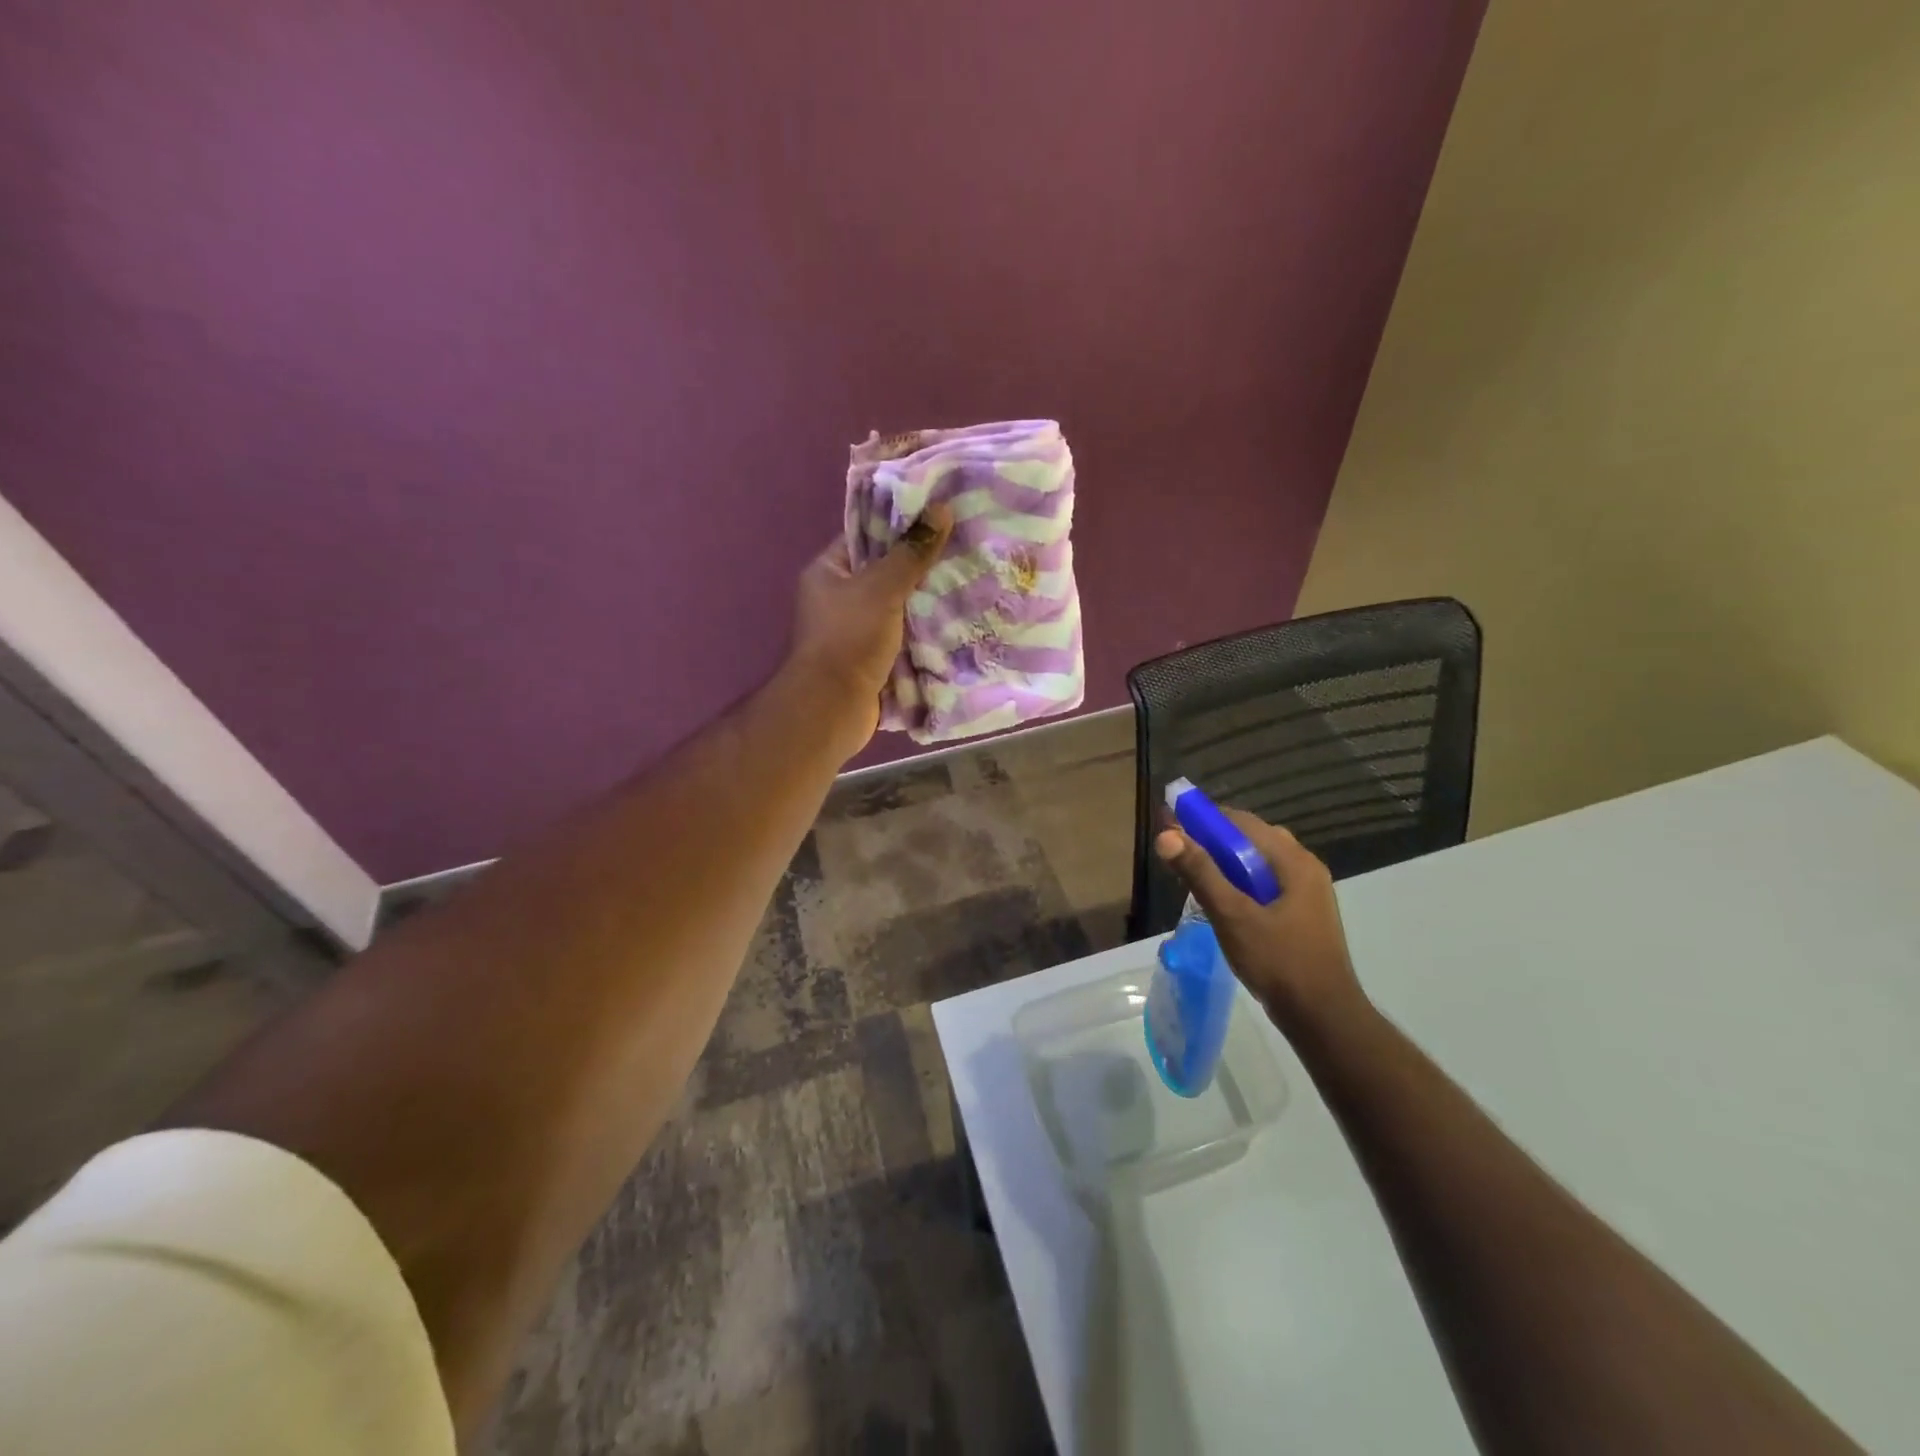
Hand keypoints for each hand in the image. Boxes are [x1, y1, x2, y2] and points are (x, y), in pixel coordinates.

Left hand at [788, 503, 953, 753]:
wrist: (833, 708)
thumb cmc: (849, 639)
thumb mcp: (882, 588)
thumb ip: (911, 552)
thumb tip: (941, 509)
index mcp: (828, 571)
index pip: (866, 535)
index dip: (901, 524)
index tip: (940, 516)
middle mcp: (838, 598)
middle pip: (885, 572)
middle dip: (922, 565)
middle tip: (964, 548)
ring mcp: (855, 631)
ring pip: (898, 606)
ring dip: (927, 601)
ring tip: (969, 579)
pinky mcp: (872, 659)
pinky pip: (903, 636)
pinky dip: (925, 631)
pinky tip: (958, 620)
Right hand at [1155, 810, 1370, 1038]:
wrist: (1322, 1017)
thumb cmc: (1278, 961)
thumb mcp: (1232, 915)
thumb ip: (1200, 873)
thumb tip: (1166, 836)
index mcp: (1294, 861)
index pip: (1242, 822)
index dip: (1204, 819)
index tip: (1171, 823)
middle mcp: (1305, 867)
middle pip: (1251, 838)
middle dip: (1213, 838)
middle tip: (1178, 850)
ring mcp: (1307, 891)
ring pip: (1258, 862)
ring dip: (1226, 861)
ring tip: (1194, 873)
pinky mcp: (1303, 913)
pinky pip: (1266, 882)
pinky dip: (1240, 881)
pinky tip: (1222, 899)